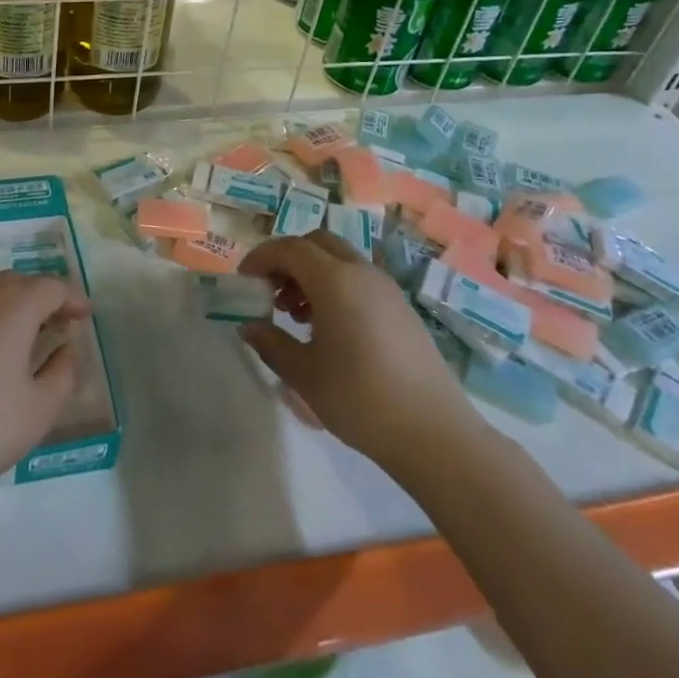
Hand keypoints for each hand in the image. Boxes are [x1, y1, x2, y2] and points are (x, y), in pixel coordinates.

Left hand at [0, 271, 91, 504]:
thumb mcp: (37, 411)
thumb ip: (63, 374)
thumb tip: (69, 348)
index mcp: (13, 309)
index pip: (50, 287)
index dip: (71, 298)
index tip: (84, 317)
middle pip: (17, 282)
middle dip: (41, 298)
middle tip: (56, 325)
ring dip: (10, 306)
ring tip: (20, 339)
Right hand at [239, 232, 479, 461]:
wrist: (434, 434)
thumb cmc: (360, 399)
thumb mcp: (303, 374)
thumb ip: (270, 342)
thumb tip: (247, 325)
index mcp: (335, 280)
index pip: (289, 248)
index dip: (261, 258)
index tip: (244, 281)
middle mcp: (361, 273)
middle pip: (317, 243)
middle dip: (287, 259)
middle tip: (269, 291)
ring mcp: (386, 289)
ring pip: (339, 260)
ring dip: (311, 273)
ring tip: (294, 314)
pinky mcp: (401, 308)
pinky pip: (358, 279)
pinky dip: (334, 287)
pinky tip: (327, 328)